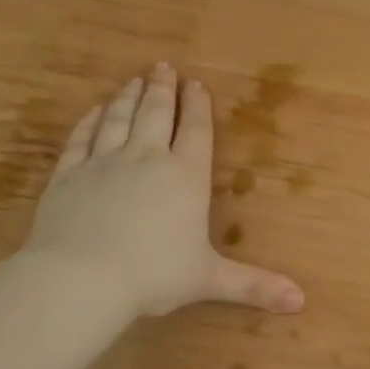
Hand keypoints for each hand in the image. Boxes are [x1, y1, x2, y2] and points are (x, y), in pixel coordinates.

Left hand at [21, 63, 305, 317]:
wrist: (80, 279)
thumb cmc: (153, 275)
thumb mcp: (209, 279)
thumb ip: (254, 285)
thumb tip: (301, 302)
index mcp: (185, 177)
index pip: (195, 132)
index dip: (197, 107)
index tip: (196, 84)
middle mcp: (146, 159)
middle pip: (156, 114)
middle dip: (162, 90)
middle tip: (163, 67)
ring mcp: (103, 163)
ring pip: (119, 120)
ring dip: (129, 97)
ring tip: (134, 80)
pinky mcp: (68, 175)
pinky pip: (81, 139)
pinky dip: (90, 122)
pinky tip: (96, 111)